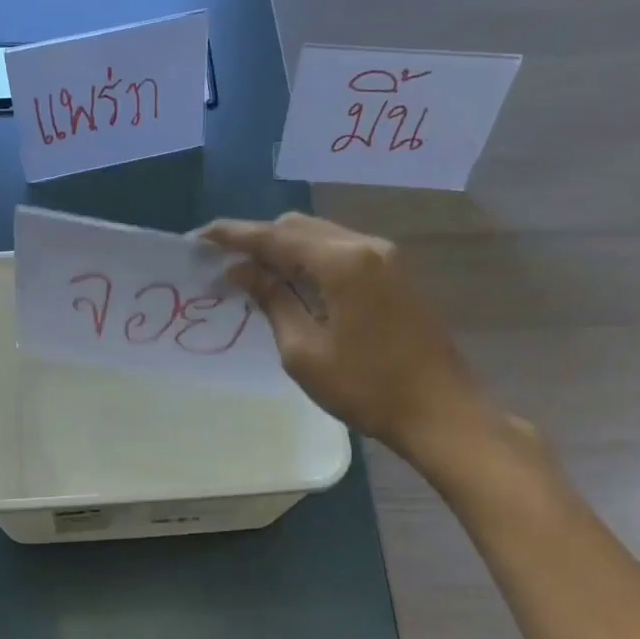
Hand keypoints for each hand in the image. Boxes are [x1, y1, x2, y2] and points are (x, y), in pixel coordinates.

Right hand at [201, 213, 498, 474]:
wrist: (440, 411)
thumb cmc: (365, 387)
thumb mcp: (304, 350)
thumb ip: (272, 300)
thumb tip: (241, 270)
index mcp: (343, 262)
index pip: (276, 237)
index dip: (234, 235)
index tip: (200, 237)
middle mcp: (366, 245)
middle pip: (299, 227)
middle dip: (259, 239)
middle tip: (224, 262)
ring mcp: (386, 257)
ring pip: (321, 237)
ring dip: (285, 250)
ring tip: (251, 273)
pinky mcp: (395, 274)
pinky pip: (341, 252)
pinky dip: (310, 261)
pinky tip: (292, 283)